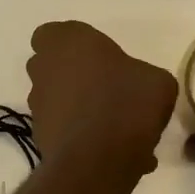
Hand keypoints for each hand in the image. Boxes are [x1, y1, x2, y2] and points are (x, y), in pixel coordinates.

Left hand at [26, 21, 177, 179]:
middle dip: (72, 76)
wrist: (98, 160)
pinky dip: (80, 137)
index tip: (96, 57)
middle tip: (105, 89)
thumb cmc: (127, 103)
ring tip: (113, 127)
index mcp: (67, 42)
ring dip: (77, 108)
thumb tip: (137, 87)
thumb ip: (141, 74)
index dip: (71, 45)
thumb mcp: (157, 80)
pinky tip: (111, 151)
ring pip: (56, 100)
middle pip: (51, 67)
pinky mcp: (39, 137)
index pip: (52, 34)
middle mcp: (43, 70)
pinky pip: (63, 130)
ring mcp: (38, 105)